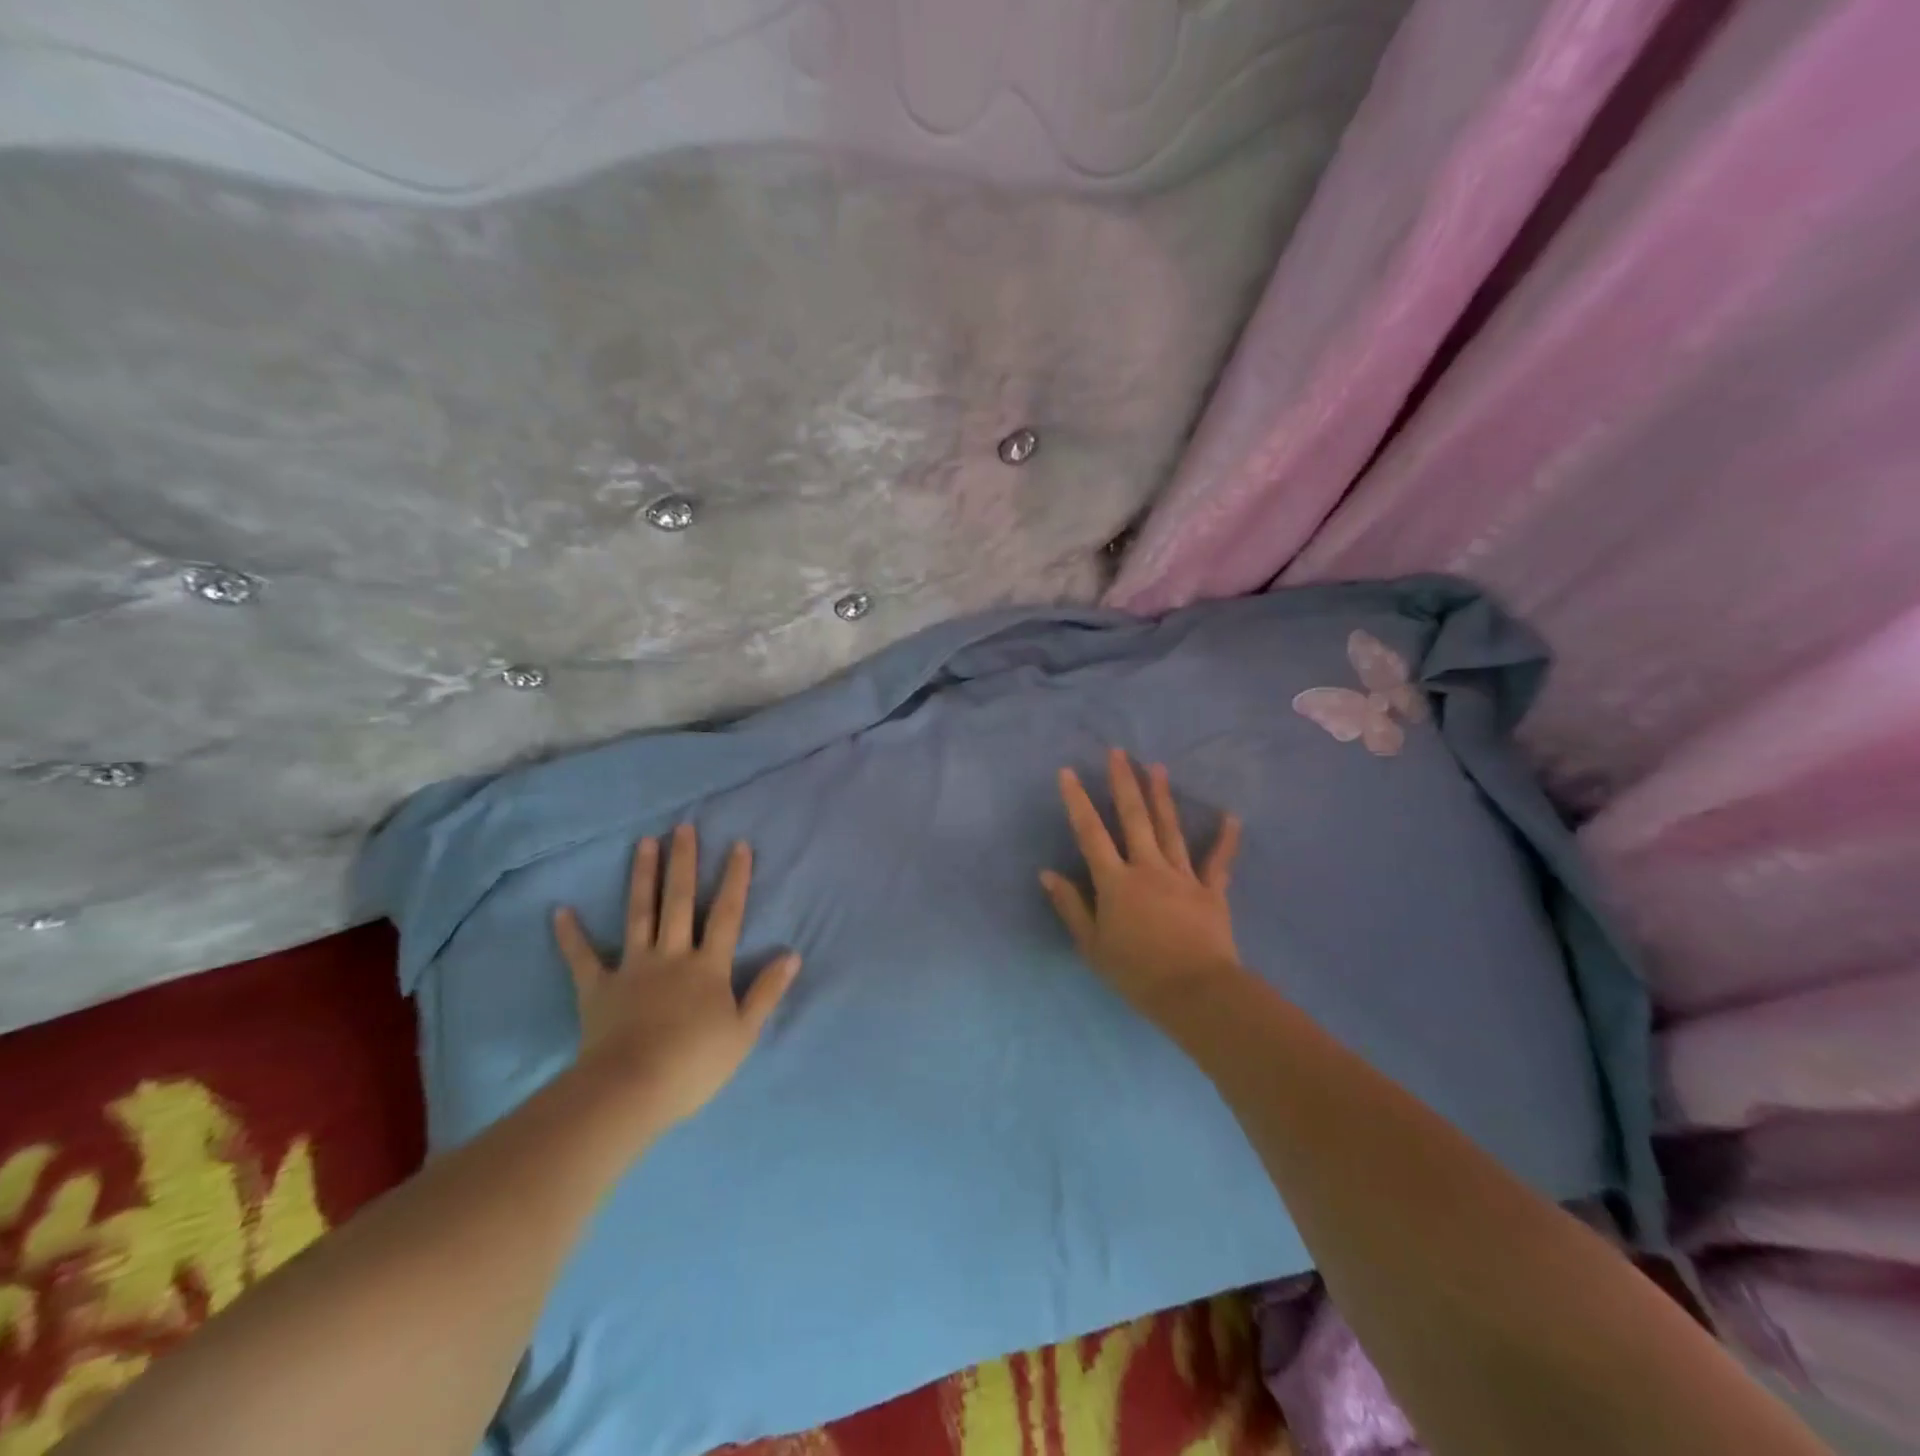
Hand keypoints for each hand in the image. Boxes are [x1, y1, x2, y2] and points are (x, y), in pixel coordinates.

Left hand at [553, 825, 798, 1127]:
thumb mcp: (744, 1032)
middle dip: (683, 863)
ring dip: (642, 877)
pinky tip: (560, 911)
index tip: (738, 845)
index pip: (727, 914)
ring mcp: (633, 968)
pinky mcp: (598, 988)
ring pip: (640, 914)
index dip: (735, 879)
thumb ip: (766, 991)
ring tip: (644, 843)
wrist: (631, 1089)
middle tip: (682, 827)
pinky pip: (583, 957)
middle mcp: (672, 956)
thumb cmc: (694, 1064)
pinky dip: (571, 935)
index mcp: (708, 967)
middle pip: (680, 902)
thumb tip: (792, 954)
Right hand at [1041, 748, 1244, 1021]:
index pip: (1090, 833)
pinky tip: (1232, 816)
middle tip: (1119, 752)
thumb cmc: (1136, 973)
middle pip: (1134, 818)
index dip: (1078, 801)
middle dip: (1124, 782)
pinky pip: (1218, 861)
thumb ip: (1071, 906)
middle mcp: (1147, 868)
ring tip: (1157, 767)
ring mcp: (1182, 876)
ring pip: (1170, 828)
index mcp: (1115, 881)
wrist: (1195, 992)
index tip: (1068, 772)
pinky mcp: (1211, 891)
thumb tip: (1048, 873)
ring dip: (1162, 796)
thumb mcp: (1092, 946)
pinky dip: (1226, 839)